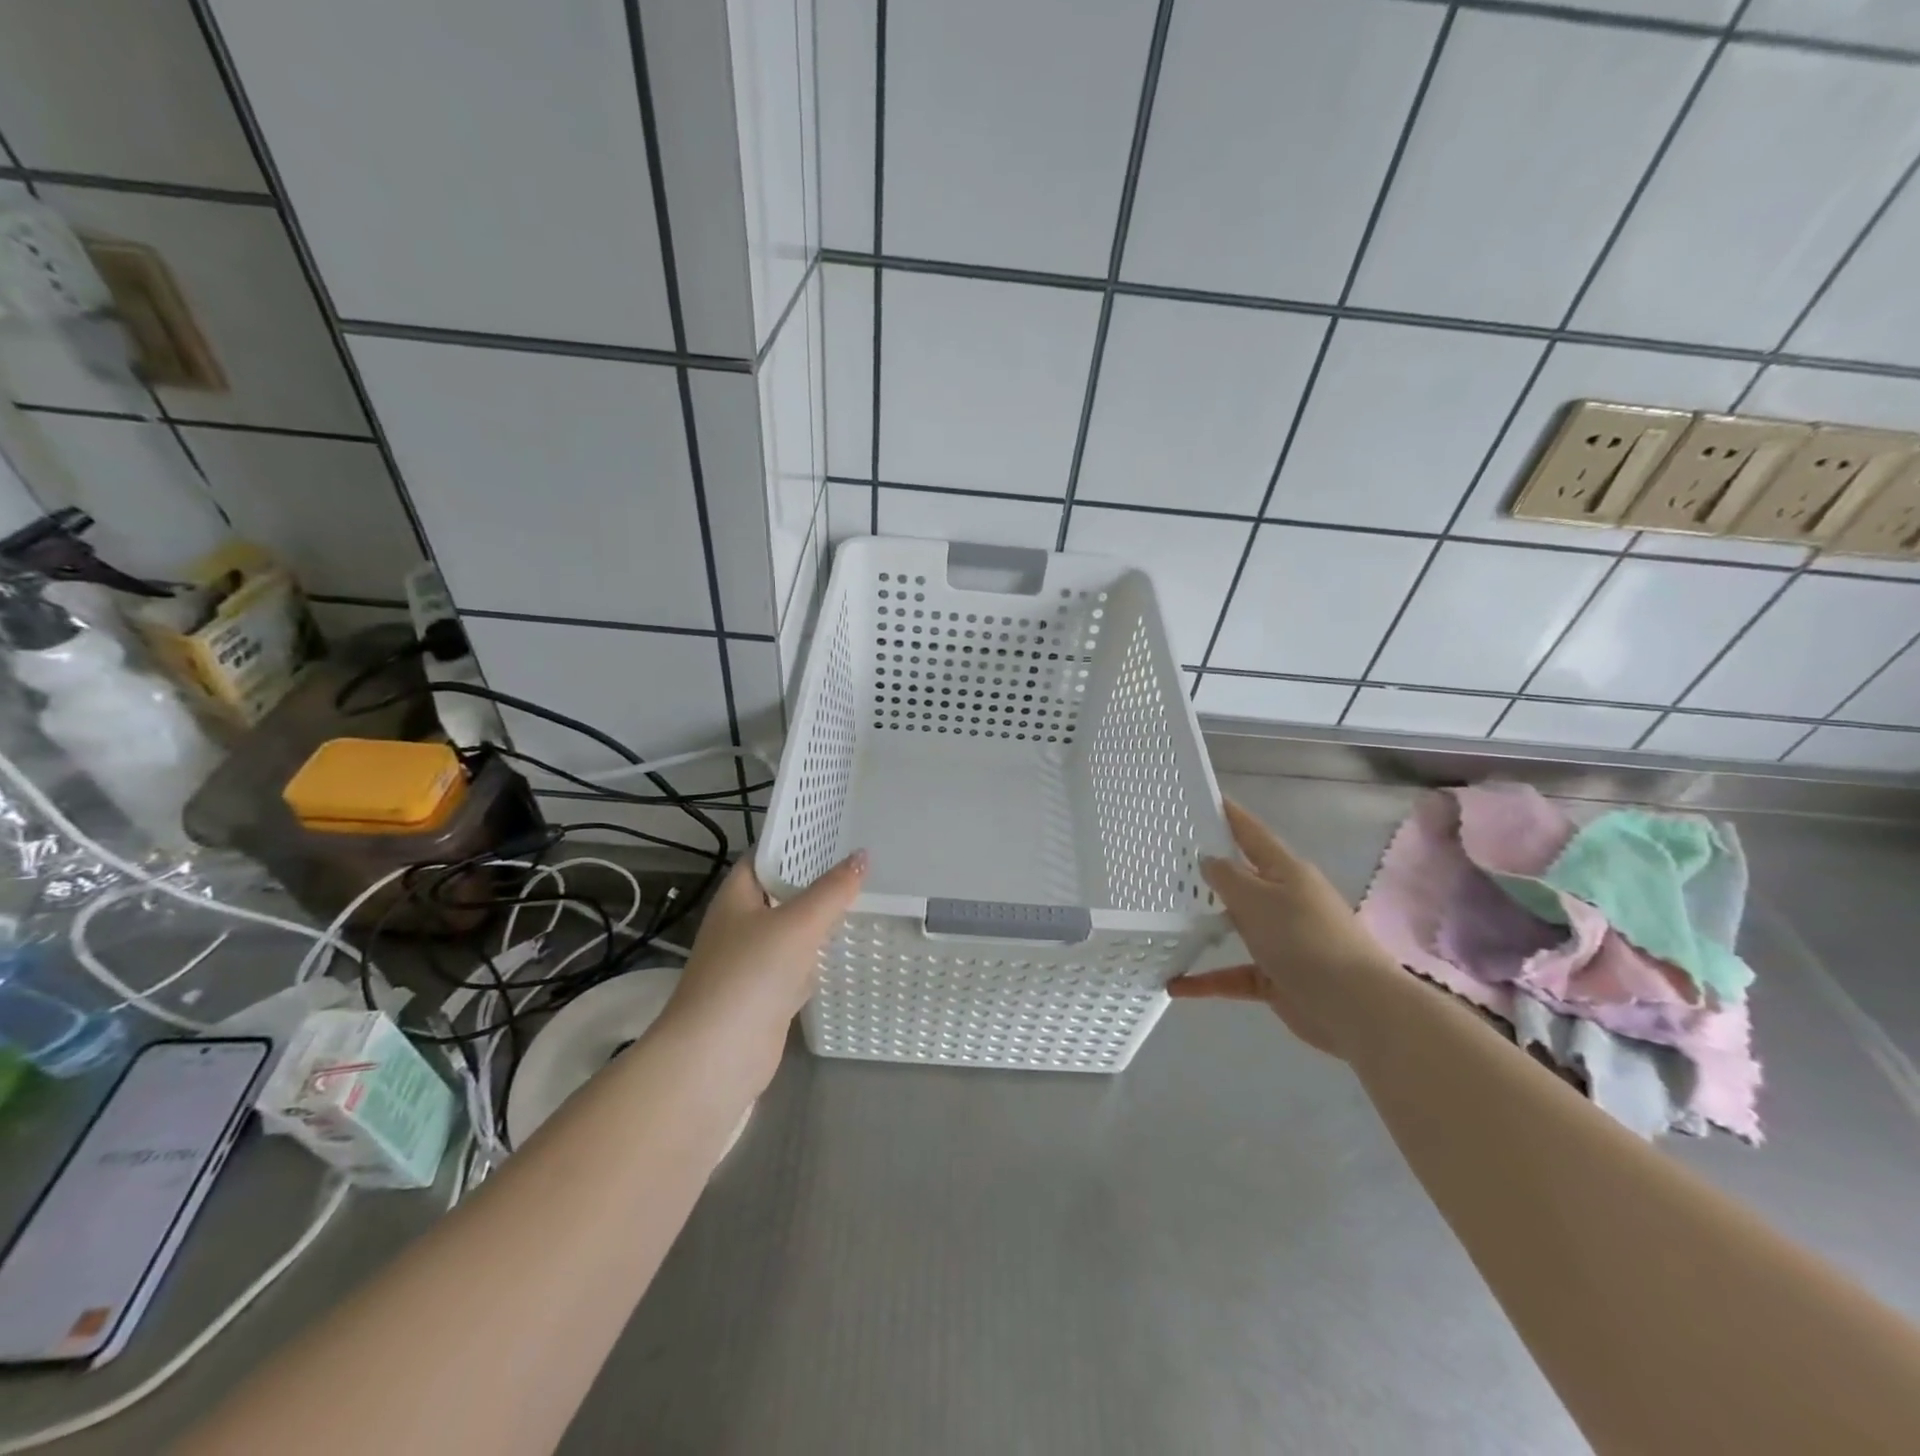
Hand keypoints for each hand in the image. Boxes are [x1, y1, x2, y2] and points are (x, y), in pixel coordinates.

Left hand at [661, 852, 866, 1074]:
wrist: (717, 1057)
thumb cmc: (751, 974)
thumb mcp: (798, 923)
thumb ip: (832, 890)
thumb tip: (862, 856)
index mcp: (736, 897)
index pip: (765, 857)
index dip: (795, 842)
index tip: (833, 829)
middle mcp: (740, 925)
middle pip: (781, 893)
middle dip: (815, 880)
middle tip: (859, 862)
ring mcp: (752, 963)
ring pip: (792, 931)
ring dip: (819, 920)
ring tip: (862, 897)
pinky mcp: (766, 995)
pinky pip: (797, 966)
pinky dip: (818, 959)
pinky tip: (845, 951)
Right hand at [1170, 800, 1401, 1060]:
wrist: (1355, 1007)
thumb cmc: (1304, 939)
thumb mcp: (1258, 899)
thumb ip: (1227, 877)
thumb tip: (1208, 860)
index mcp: (1285, 871)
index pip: (1251, 834)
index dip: (1229, 815)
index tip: (1201, 799)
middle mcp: (1284, 900)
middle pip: (1241, 880)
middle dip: (1207, 873)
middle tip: (1165, 862)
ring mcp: (1281, 940)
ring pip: (1235, 926)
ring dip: (1204, 927)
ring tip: (1164, 920)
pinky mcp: (1276, 977)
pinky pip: (1234, 974)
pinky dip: (1207, 979)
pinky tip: (1175, 984)